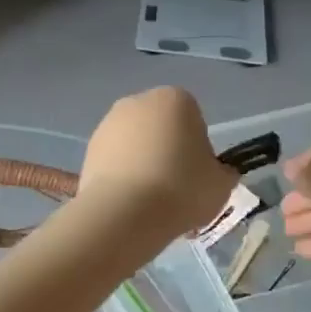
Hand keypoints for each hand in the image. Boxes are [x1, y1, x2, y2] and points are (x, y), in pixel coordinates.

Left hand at [79, 87, 234, 237]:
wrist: (125, 212)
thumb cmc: (181, 189)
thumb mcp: (222, 184)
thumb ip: (223, 171)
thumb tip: (215, 172)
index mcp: (175, 99)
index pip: (194, 119)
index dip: (198, 148)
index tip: (197, 174)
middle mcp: (138, 102)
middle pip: (161, 127)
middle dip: (167, 151)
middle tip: (175, 188)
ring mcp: (108, 124)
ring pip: (135, 144)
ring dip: (143, 163)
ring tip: (150, 201)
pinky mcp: (88, 149)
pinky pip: (115, 161)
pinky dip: (122, 176)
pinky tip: (129, 203)